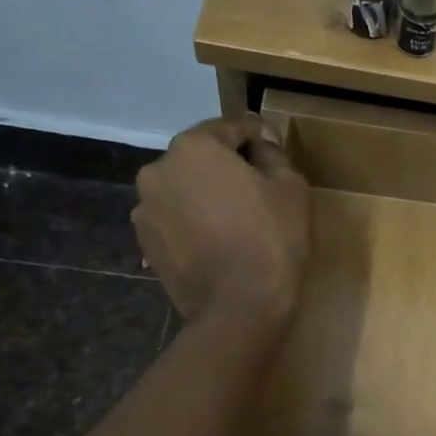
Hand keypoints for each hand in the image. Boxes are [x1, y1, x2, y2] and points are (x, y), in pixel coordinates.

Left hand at [132, 116, 308, 328]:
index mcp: (194, 148)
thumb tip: (261, 143)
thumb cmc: (272, 239)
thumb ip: (273, 155)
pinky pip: (174, 220)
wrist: (240, 307)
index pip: (229, 128)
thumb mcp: (291, 189)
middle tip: (255, 187)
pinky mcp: (145, 243)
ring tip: (234, 219)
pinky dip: (193, 223)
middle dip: (225, 167)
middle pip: (199, 159)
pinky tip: (217, 242)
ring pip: (183, 190)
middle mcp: (158, 170)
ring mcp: (145, 209)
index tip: (270, 143)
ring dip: (205, 196)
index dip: (254, 134)